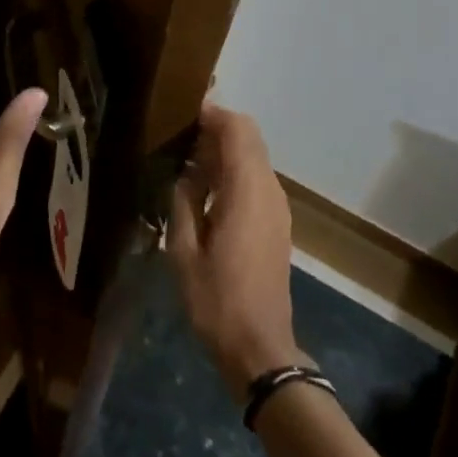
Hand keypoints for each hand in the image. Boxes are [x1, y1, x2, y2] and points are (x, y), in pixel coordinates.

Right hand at [168, 103, 303, 399]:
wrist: (260, 347)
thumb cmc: (217, 300)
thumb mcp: (184, 252)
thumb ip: (183, 202)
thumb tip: (185, 174)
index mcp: (247, 191)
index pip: (237, 130)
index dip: (213, 113)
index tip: (183, 109)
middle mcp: (268, 190)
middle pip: (249, 138)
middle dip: (217, 129)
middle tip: (180, 135)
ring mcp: (277, 207)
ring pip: (254, 158)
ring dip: (225, 151)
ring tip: (187, 160)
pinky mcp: (277, 223)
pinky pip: (256, 180)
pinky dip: (233, 171)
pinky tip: (205, 190)